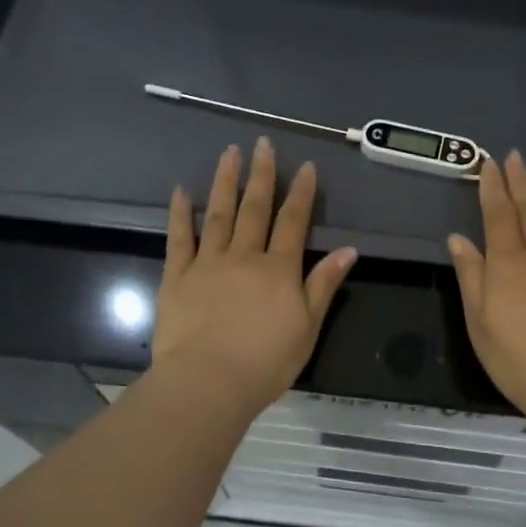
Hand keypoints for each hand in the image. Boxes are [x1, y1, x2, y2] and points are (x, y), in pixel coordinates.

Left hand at [152, 138, 356, 413]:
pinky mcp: (176, 277)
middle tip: (263, 144)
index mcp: (279, 269)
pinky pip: (179, 239)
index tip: (305, 166)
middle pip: (255, 208)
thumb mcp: (308, 327)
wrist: (208, 382)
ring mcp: (207, 263)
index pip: (294, 222)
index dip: (301, 193)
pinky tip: (182, 191)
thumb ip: (324, 284)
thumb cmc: (266, 362)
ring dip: (225, 182)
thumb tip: (348, 250)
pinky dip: (181, 214)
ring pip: (219, 214)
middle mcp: (244, 256)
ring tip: (230, 153)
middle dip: (262, 174)